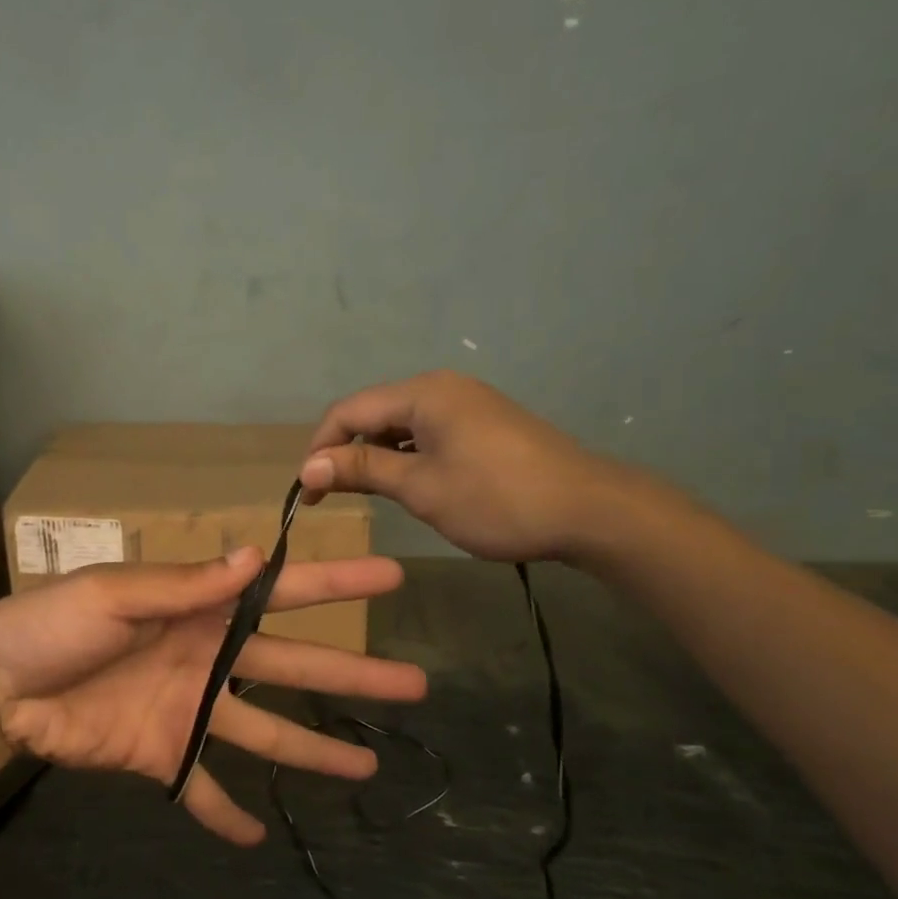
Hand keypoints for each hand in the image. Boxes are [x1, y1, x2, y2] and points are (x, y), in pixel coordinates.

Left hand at [0, 549, 426, 842]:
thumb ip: (184, 585)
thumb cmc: (54, 625)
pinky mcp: (161, 756)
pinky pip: (202, 788)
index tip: (391, 579)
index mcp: (201, 610)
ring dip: (313, 753)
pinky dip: (225, 814)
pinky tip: (258, 838)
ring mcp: (188, 710)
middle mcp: (207, 658)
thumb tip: (256, 556)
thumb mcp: (116, 594)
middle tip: (415, 684)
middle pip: (293, 667)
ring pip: (265, 734)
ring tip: (366, 769)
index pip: (281, 593)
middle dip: (352, 675)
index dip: (337, 584)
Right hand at [299, 370, 638, 563]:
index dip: (320, 449)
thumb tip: (308, 466)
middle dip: (345, 452)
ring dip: (374, 456)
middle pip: (373, 413)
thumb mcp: (421, 487)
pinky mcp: (483, 424)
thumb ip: (362, 471)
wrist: (589, 510)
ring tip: (364, 494)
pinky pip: (426, 433)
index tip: (308, 492)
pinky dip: (405, 456)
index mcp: (423, 394)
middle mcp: (441, 387)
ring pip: (399, 425)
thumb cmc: (497, 499)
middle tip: (330, 496)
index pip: (349, 411)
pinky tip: (406, 483)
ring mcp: (466, 404)